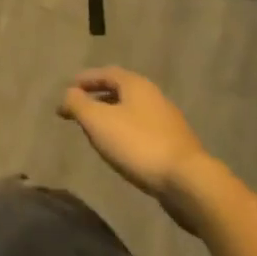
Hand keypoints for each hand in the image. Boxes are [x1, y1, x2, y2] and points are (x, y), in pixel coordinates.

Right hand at [58, 67, 212, 229]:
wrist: (189, 182)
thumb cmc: (138, 144)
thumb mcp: (97, 121)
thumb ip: (77, 104)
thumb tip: (68, 94)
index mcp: (136, 84)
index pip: (105, 73)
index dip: (85, 79)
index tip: (69, 89)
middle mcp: (154, 96)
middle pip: (121, 90)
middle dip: (98, 97)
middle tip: (80, 109)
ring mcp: (168, 121)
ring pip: (133, 112)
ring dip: (113, 117)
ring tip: (97, 131)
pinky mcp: (176, 146)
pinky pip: (144, 131)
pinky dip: (127, 133)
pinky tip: (122, 150)